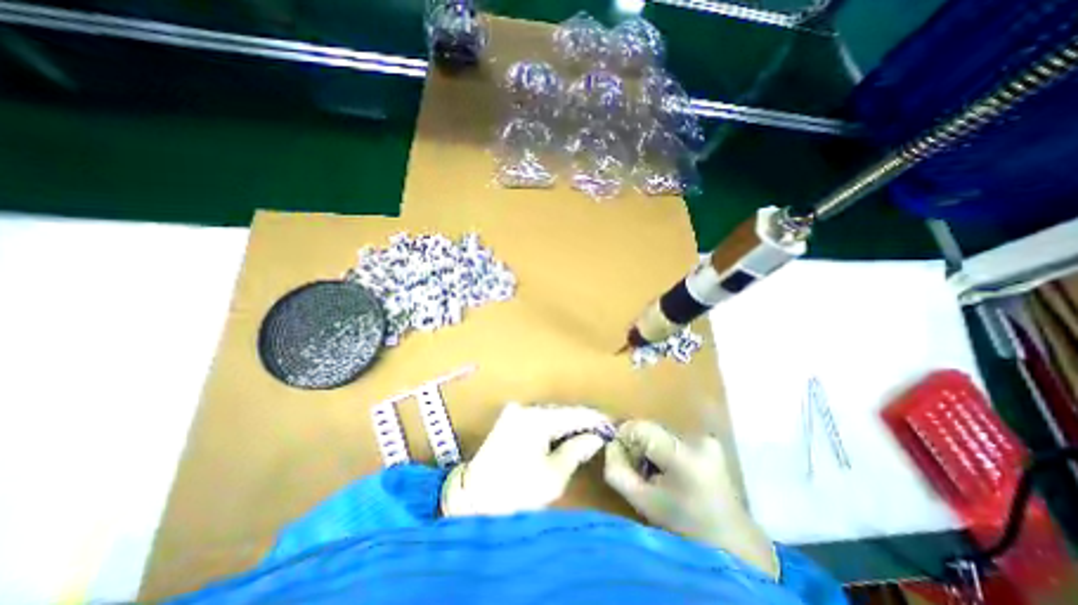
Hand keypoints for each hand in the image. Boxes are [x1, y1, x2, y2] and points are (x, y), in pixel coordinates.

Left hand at [436, 404, 604, 515]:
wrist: (473, 499)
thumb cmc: (516, 491)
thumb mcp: (553, 476)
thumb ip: (576, 450)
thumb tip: (596, 437)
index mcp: (536, 418)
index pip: (573, 413)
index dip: (594, 419)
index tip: (612, 425)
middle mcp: (525, 408)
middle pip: (562, 412)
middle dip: (582, 421)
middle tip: (602, 431)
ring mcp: (515, 412)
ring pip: (551, 415)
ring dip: (568, 424)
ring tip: (587, 433)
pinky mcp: (509, 419)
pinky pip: (539, 419)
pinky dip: (553, 427)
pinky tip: (565, 435)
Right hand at [602, 419, 779, 579]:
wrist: (733, 547)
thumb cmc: (684, 529)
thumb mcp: (642, 503)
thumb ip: (617, 471)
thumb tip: (609, 445)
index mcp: (682, 455)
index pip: (639, 427)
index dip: (623, 438)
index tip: (619, 457)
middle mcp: (697, 438)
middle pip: (650, 429)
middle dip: (637, 446)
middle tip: (638, 471)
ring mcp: (707, 439)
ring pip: (661, 433)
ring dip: (651, 448)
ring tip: (656, 474)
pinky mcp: (711, 443)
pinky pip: (675, 438)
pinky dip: (666, 451)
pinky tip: (672, 472)